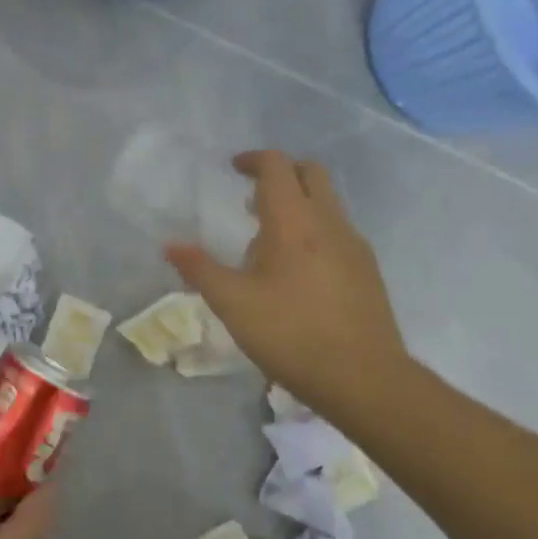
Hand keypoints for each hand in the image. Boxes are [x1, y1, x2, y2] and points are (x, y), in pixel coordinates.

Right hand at [166, 150, 409, 423]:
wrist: (365, 378)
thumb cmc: (292, 334)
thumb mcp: (234, 304)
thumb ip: (200, 270)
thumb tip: (170, 245)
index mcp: (294, 221)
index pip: (277, 166)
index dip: (253, 159)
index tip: (233, 168)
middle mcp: (329, 222)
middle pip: (310, 173)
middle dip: (281, 173)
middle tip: (252, 197)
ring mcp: (354, 245)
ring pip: (327, 202)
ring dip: (298, 203)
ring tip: (268, 241)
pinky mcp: (367, 269)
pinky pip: (338, 230)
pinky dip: (315, 229)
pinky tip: (297, 271)